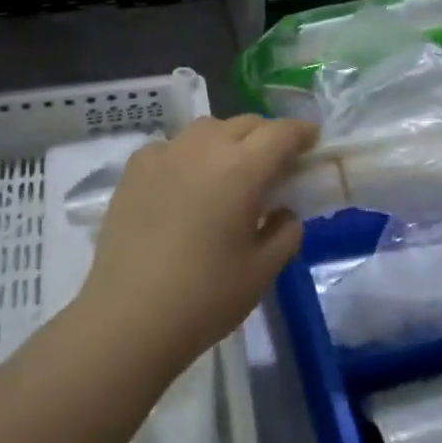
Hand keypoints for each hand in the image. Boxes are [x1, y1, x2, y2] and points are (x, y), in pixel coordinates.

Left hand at [76, 115, 317, 377]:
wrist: (128, 318)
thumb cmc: (206, 297)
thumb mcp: (264, 269)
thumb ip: (286, 232)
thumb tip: (282, 212)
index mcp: (242, 170)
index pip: (281, 133)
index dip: (302, 132)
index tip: (313, 142)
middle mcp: (203, 149)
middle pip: (245, 124)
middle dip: (268, 136)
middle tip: (277, 164)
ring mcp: (164, 155)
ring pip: (207, 129)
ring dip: (229, 139)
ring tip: (231, 170)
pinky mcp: (134, 170)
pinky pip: (172, 146)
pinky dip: (190, 154)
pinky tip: (187, 183)